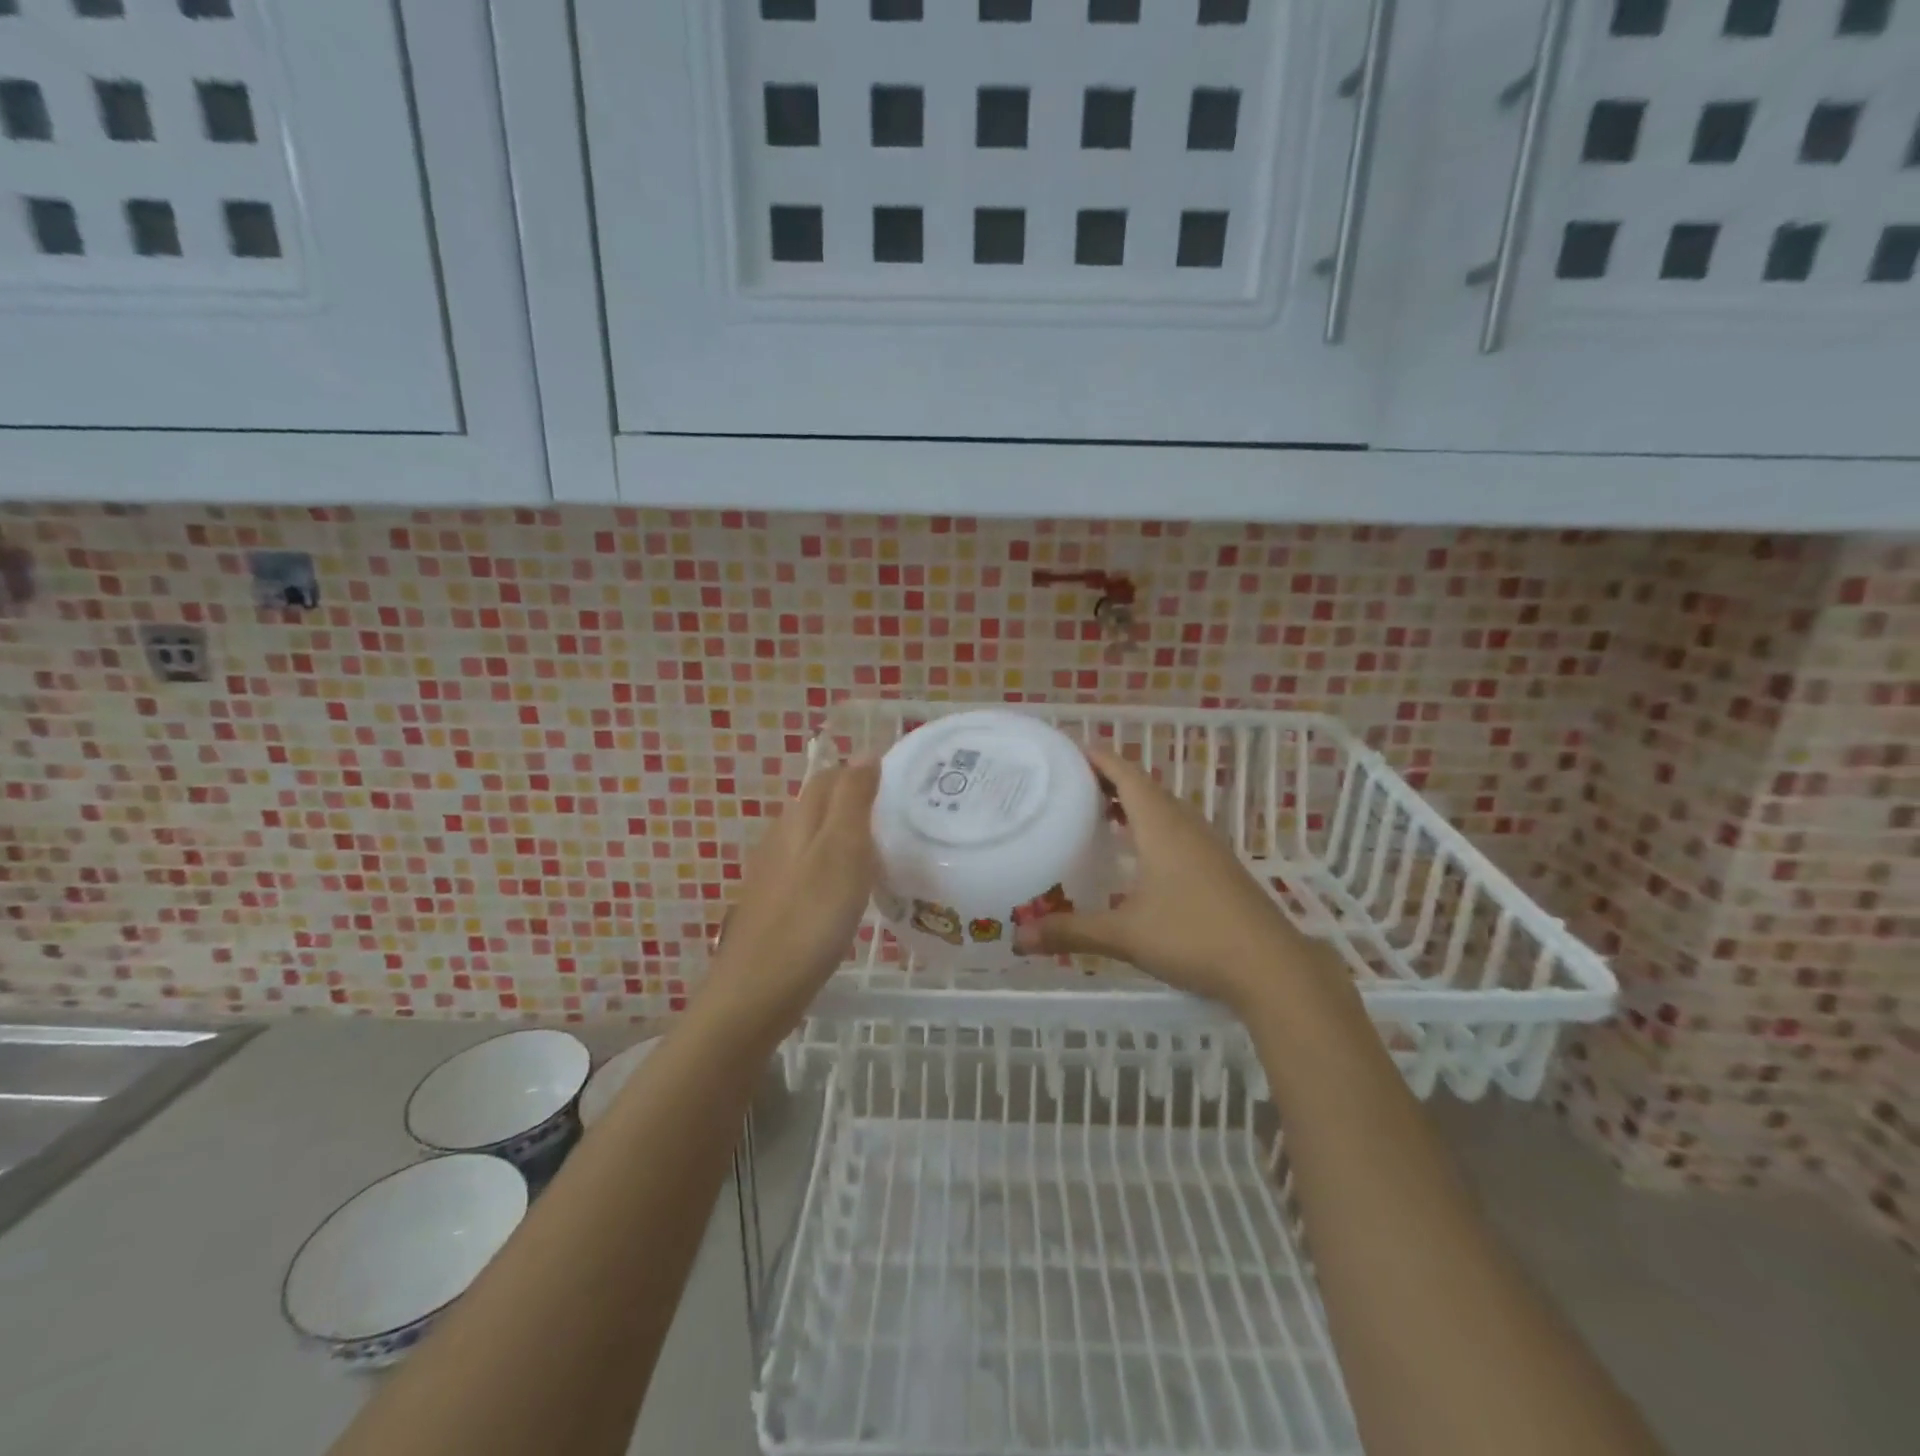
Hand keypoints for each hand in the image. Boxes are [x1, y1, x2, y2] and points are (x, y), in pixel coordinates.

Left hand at [696, 761, 879, 1041]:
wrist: (757, 991)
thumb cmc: (809, 917)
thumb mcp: (842, 851)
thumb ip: (854, 800)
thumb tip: (865, 752)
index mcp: (799, 819)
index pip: (832, 776)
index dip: (864, 770)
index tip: (903, 779)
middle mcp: (782, 838)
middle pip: (820, 805)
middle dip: (857, 799)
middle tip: (902, 813)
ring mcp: (775, 874)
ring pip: (815, 838)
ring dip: (846, 834)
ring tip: (886, 848)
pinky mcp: (776, 905)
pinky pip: (810, 869)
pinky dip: (835, 866)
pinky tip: (851, 890)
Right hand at [1012, 745, 1322, 1012]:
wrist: (1271, 968)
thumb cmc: (1194, 937)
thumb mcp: (1125, 935)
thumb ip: (1071, 932)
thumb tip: (1019, 938)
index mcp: (1162, 826)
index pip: (1126, 775)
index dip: (1098, 759)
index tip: (1068, 751)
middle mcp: (1186, 826)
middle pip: (1145, 788)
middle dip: (1110, 780)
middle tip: (1071, 785)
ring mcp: (1207, 846)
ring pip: (1164, 810)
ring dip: (1132, 805)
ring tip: (1098, 813)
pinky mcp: (1219, 867)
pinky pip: (1177, 831)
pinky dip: (1151, 828)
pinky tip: (1138, 856)